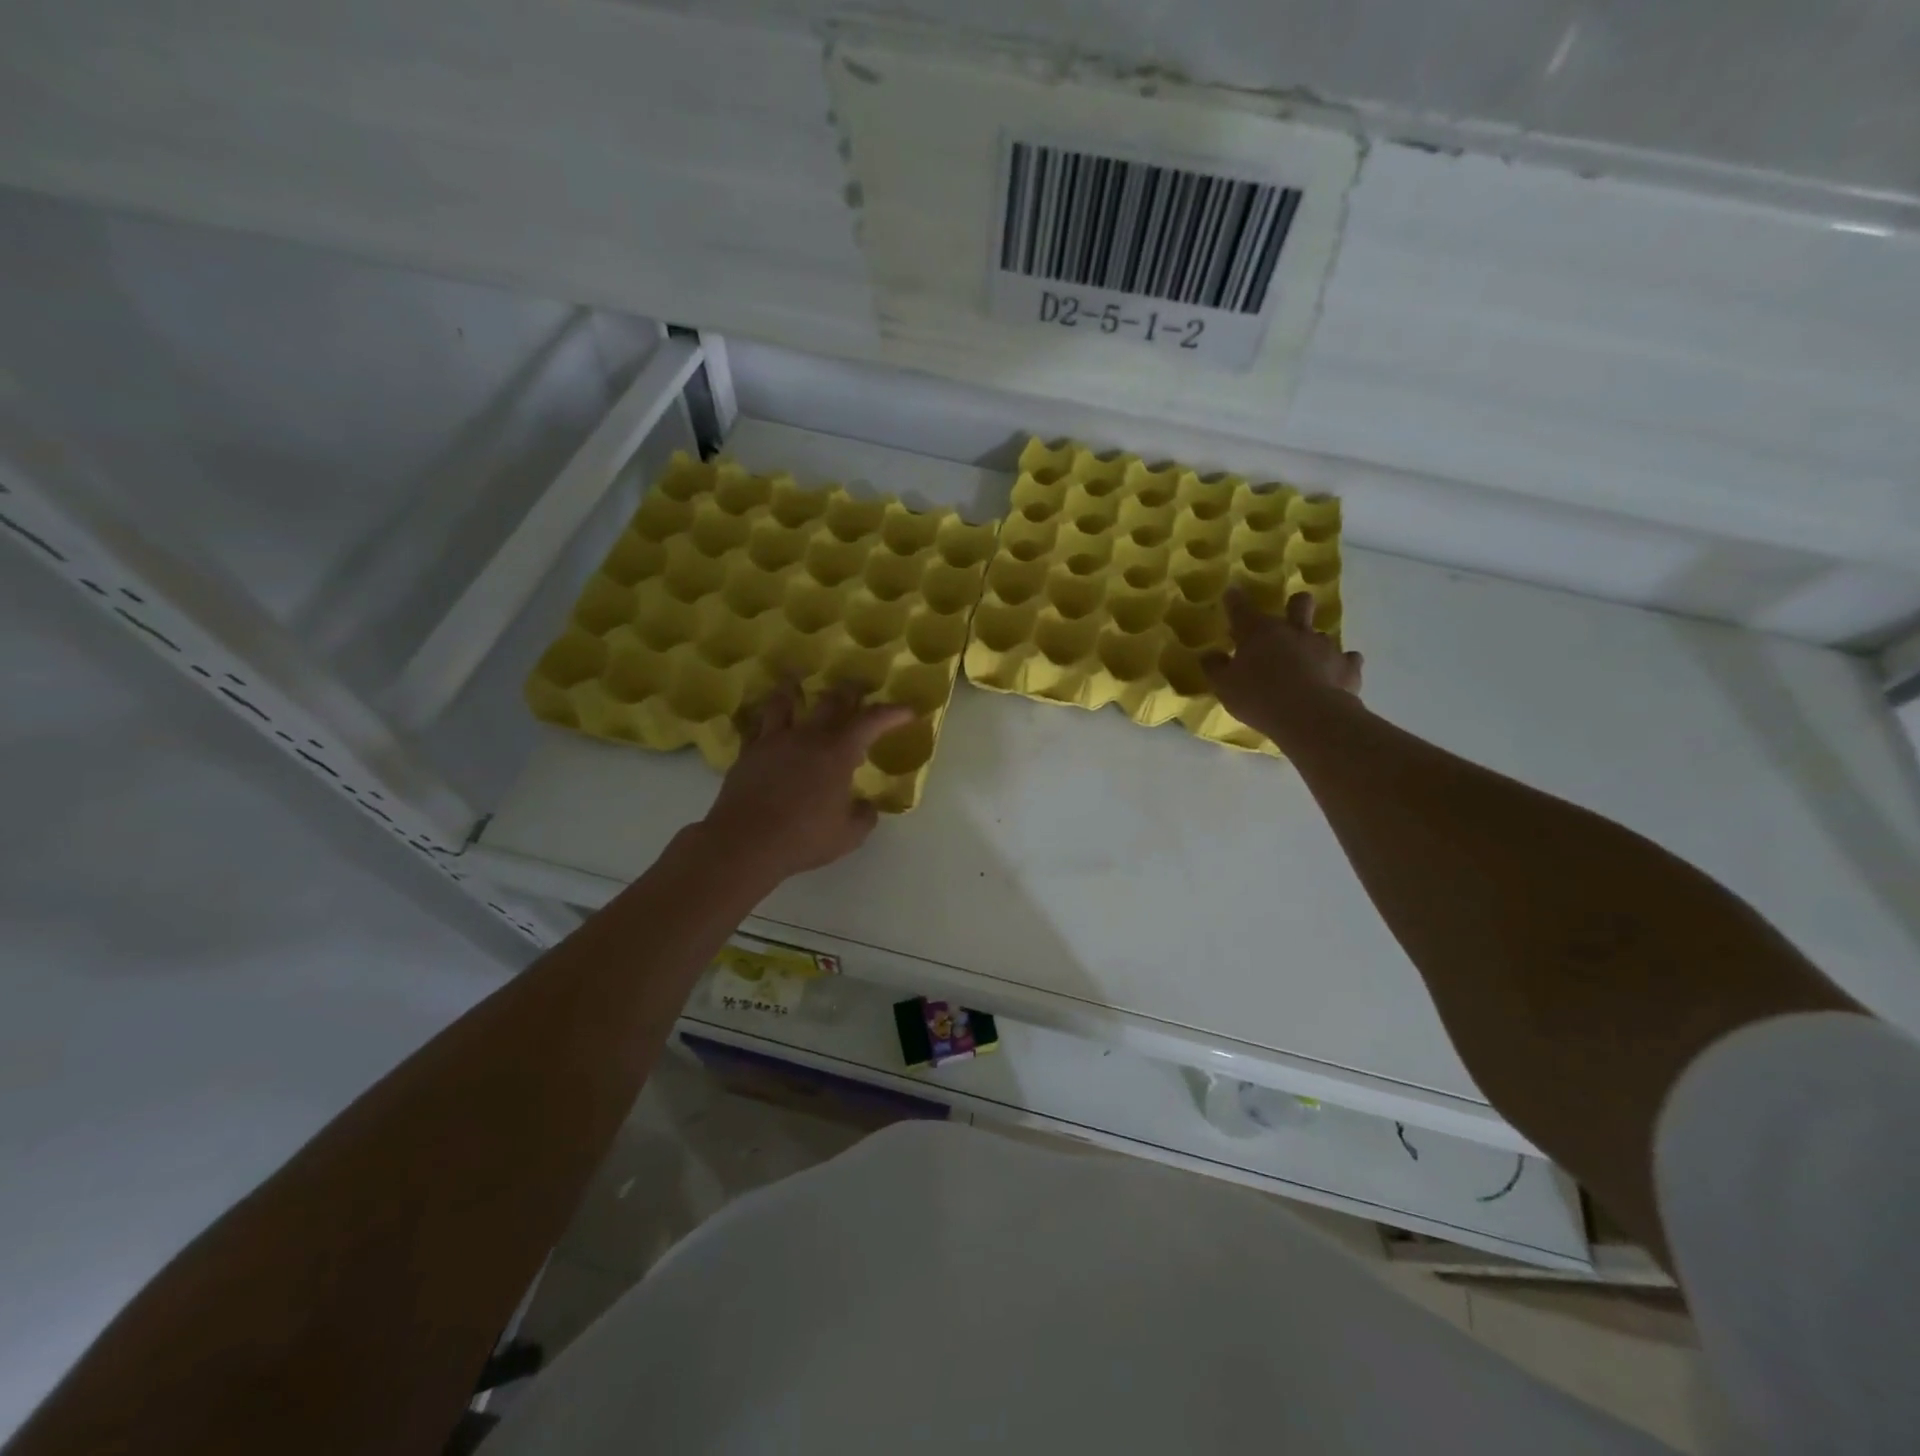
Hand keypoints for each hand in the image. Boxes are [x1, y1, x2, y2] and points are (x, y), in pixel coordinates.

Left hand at [699, 680, 913, 882]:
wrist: (745, 842)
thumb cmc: (803, 838)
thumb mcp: (848, 835)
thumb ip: (864, 816)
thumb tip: (867, 807)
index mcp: (838, 753)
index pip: (872, 721)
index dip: (893, 713)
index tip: (908, 711)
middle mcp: (807, 737)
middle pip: (831, 700)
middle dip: (850, 691)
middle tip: (858, 687)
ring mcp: (774, 741)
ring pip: (785, 701)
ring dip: (794, 688)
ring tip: (796, 681)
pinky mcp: (748, 753)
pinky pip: (756, 726)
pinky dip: (764, 719)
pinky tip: (764, 721)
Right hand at [1202, 589, 1363, 746]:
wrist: (1310, 717)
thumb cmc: (1258, 698)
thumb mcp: (1224, 686)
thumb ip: (1215, 668)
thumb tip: (1210, 655)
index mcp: (1259, 632)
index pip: (1241, 608)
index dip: (1235, 600)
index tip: (1232, 594)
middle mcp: (1294, 631)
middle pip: (1299, 603)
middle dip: (1295, 605)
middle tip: (1288, 618)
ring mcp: (1325, 646)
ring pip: (1322, 634)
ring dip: (1314, 644)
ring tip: (1309, 662)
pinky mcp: (1348, 666)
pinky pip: (1348, 659)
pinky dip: (1341, 665)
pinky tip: (1336, 674)